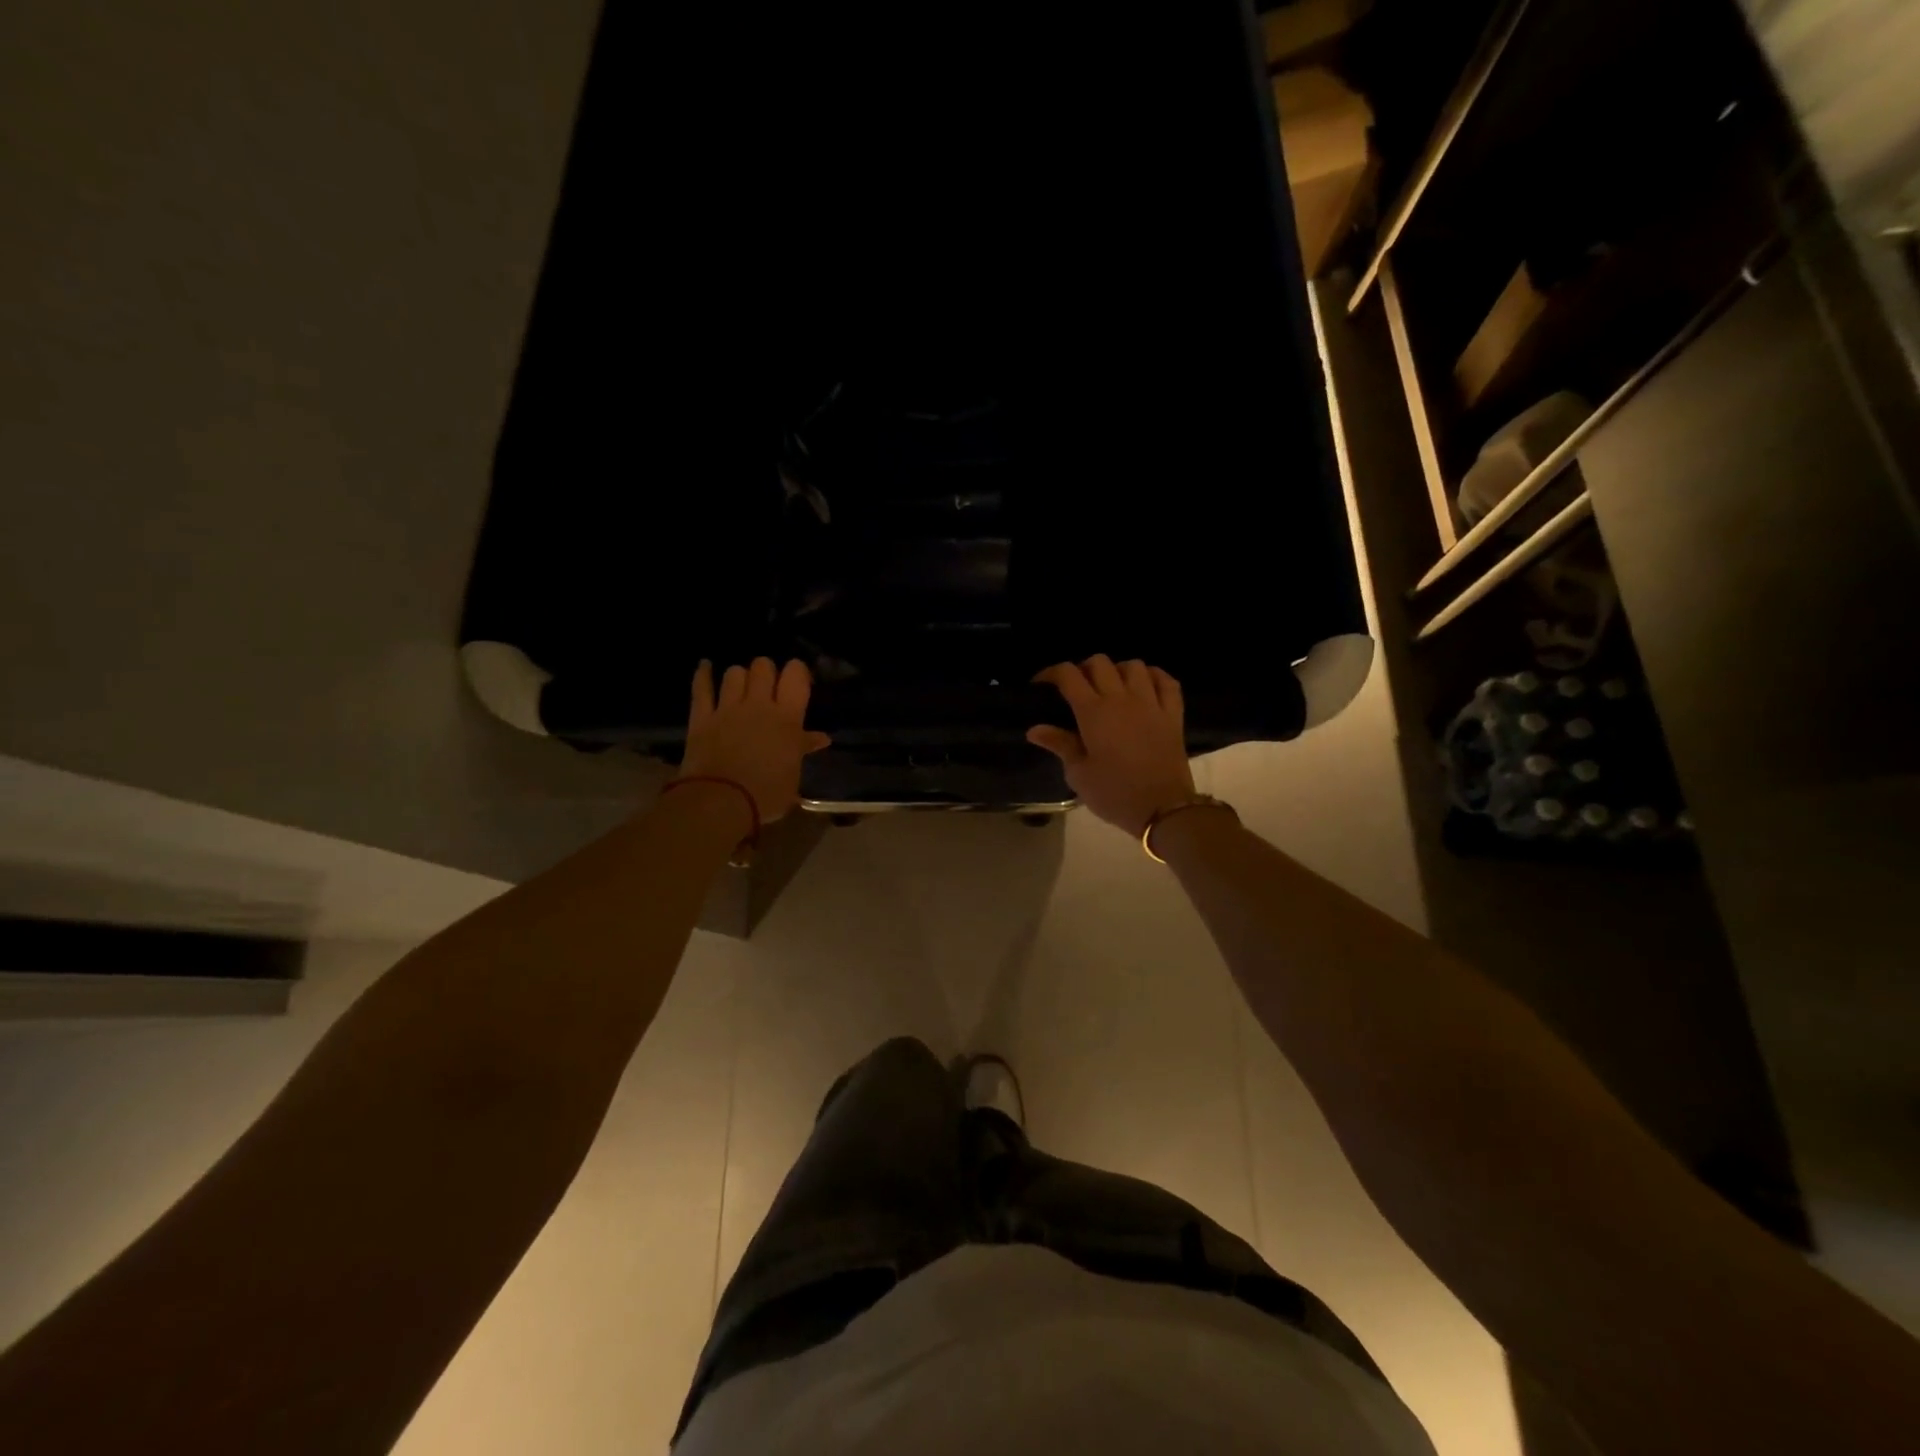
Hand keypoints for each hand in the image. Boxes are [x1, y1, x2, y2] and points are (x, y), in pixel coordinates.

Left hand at [679, 658, 832, 822]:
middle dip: (767, 672)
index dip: (797, 671)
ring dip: (740, 676)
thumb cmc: (766, 794)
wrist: (721, 802)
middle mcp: (758, 705)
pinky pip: (701, 688)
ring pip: (735, 673)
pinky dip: (703, 674)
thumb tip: (821, 738)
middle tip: (769, 687)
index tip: (798, 682)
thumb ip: (803, 749)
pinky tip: (705, 666)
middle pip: (763, 666)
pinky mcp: (701, 717)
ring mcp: (727, 708)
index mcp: (787, 718)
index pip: (795, 675)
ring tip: (742, 686)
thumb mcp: (794, 775)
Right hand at [1028, 655, 1195, 834]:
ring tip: (1111, 687)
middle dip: (1083, 669)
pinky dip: (1154, 677)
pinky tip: (1145, 687)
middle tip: (1077, 689)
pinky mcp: (1173, 714)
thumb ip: (1060, 745)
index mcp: (1093, 712)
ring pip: (1133, 665)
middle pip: (1099, 662)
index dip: (1051, 673)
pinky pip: (1166, 681)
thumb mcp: (1079, 774)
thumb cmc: (1114, 794)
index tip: (1041, 685)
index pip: (1068, 675)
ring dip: (1118, 671)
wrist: (1163, 809)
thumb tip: (1035, 729)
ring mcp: (1151, 703)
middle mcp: (1121, 699)